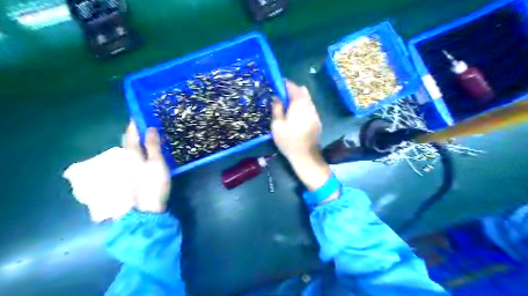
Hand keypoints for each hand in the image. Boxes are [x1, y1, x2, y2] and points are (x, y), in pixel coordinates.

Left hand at [123, 120, 170, 212]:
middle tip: (144, 126)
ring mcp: (126, 171)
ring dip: (136, 144)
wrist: (145, 211)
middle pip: (128, 143)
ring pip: (129, 152)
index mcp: (132, 155)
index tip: (138, 115)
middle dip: (134, 133)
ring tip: (145, 138)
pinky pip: (132, 160)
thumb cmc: (152, 185)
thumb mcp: (157, 164)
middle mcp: (125, 161)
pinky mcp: (130, 178)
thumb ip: (153, 146)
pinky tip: (143, 156)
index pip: (131, 135)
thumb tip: (150, 128)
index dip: (134, 124)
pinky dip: (138, 154)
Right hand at [272, 81, 328, 191]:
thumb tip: (278, 97)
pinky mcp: (317, 121)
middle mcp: (309, 106)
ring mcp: (315, 113)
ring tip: (288, 106)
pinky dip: (302, 106)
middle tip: (282, 96)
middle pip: (302, 92)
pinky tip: (296, 116)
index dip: (285, 84)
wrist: (305, 156)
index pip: (293, 87)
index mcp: (299, 104)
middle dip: (292, 90)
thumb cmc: (288, 140)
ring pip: (307, 100)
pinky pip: (309, 108)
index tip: (278, 84)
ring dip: (298, 99)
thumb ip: (277, 108)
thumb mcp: (277, 124)